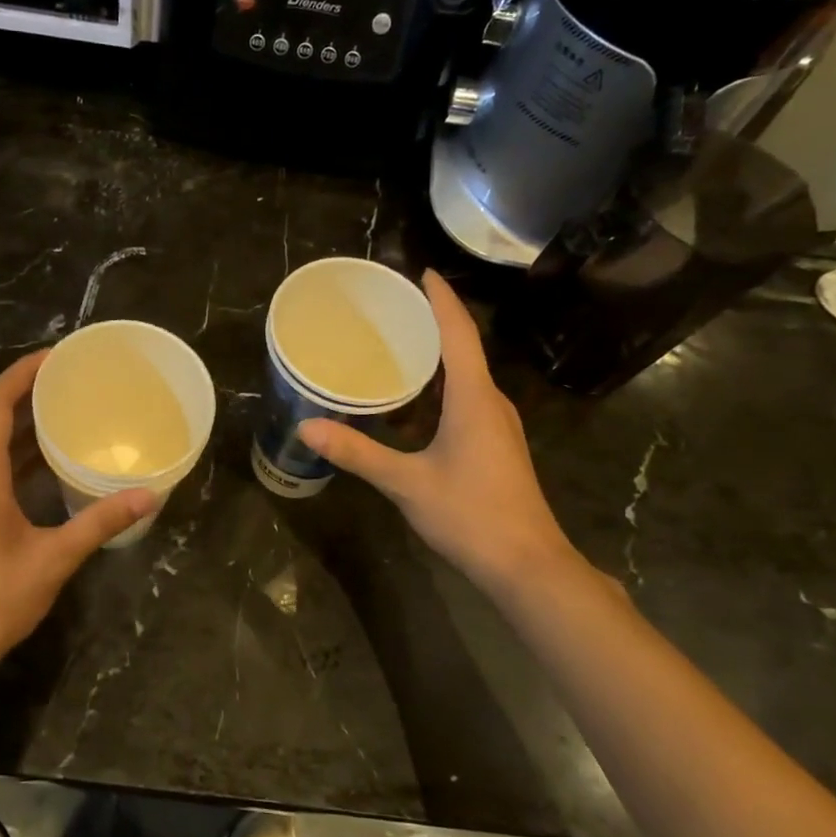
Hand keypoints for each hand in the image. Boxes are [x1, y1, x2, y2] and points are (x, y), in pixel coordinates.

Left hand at [0, 350, 154, 687]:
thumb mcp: (53, 557)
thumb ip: (99, 522)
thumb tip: (148, 495)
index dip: (23, 372)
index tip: (57, 356)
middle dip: (32, 396)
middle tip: (76, 383)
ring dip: (28, 428)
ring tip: (71, 415)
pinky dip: (22, 459)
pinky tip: (54, 467)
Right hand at [299, 270, 592, 601]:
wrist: (527, 565)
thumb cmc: (470, 515)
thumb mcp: (406, 482)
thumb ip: (357, 453)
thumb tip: (308, 426)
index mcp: (474, 398)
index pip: (459, 333)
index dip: (441, 299)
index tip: (421, 272)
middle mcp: (490, 402)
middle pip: (463, 349)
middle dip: (432, 323)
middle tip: (392, 308)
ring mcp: (497, 425)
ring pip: (465, 377)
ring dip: (435, 357)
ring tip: (395, 346)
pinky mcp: (496, 445)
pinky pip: (465, 399)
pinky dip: (438, 388)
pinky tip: (411, 402)